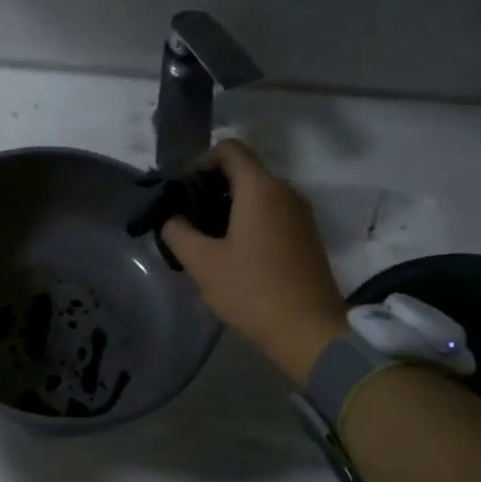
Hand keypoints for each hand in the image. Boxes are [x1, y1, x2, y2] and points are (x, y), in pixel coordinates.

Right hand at [160, 140, 350, 385]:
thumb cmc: (252, 291)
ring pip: (258, 192)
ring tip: (206, 237)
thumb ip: (177, 231)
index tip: (183, 191)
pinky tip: (233, 251)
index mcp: (260, 189)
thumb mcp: (202, 263)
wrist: (309, 332)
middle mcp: (285, 191)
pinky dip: (249, 219)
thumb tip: (171, 216)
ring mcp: (301, 213)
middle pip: (244, 170)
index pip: (229, 149)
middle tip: (187, 217)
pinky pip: (273, 211)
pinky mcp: (307, 235)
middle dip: (211, 186)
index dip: (200, 162)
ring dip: (229, 205)